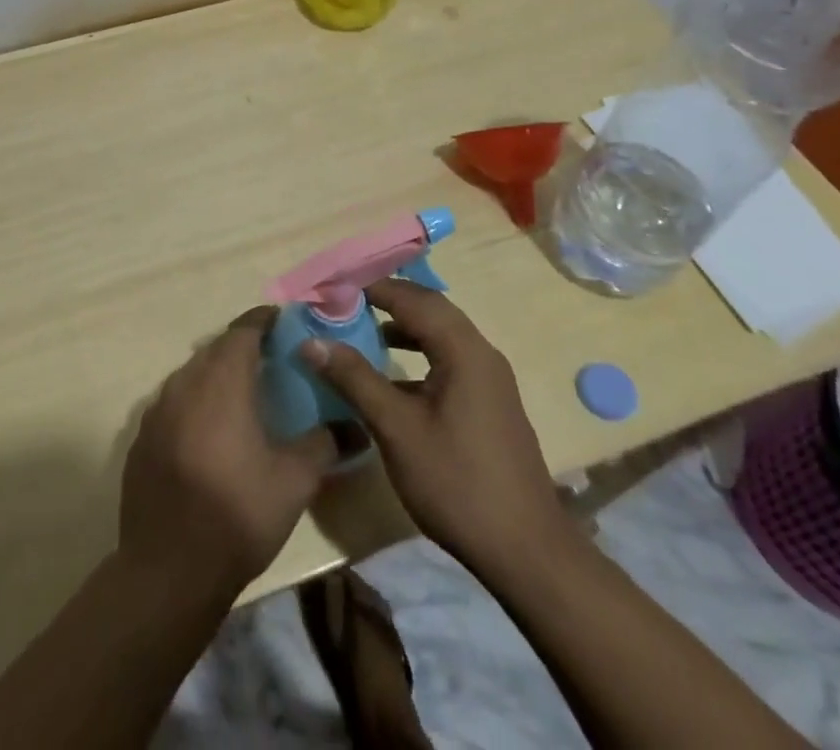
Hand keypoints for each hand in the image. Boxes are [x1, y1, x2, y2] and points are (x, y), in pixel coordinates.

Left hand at [119, 307, 338, 598]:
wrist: (168, 570)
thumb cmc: (237, 514)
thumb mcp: (294, 481)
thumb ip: (324, 444)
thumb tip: (355, 428)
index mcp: (221, 381)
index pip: (243, 330)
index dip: (263, 321)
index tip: (283, 322)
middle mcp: (185, 384)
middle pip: (215, 349)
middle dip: (242, 347)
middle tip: (270, 360)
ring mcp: (157, 411)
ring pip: (191, 375)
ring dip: (216, 375)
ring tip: (242, 396)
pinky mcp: (141, 439)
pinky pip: (173, 404)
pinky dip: (194, 404)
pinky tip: (209, 434)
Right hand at [299, 280, 569, 577]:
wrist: (526, 552)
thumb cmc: (456, 482)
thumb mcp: (396, 429)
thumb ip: (355, 379)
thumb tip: (312, 342)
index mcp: (463, 349)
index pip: (412, 298)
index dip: (372, 287)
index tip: (333, 286)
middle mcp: (481, 353)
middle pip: (430, 308)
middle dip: (387, 300)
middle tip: (344, 302)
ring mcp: (490, 379)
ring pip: (441, 333)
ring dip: (404, 326)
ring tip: (363, 331)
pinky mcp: (490, 402)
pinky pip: (449, 358)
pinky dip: (419, 352)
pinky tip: (394, 377)